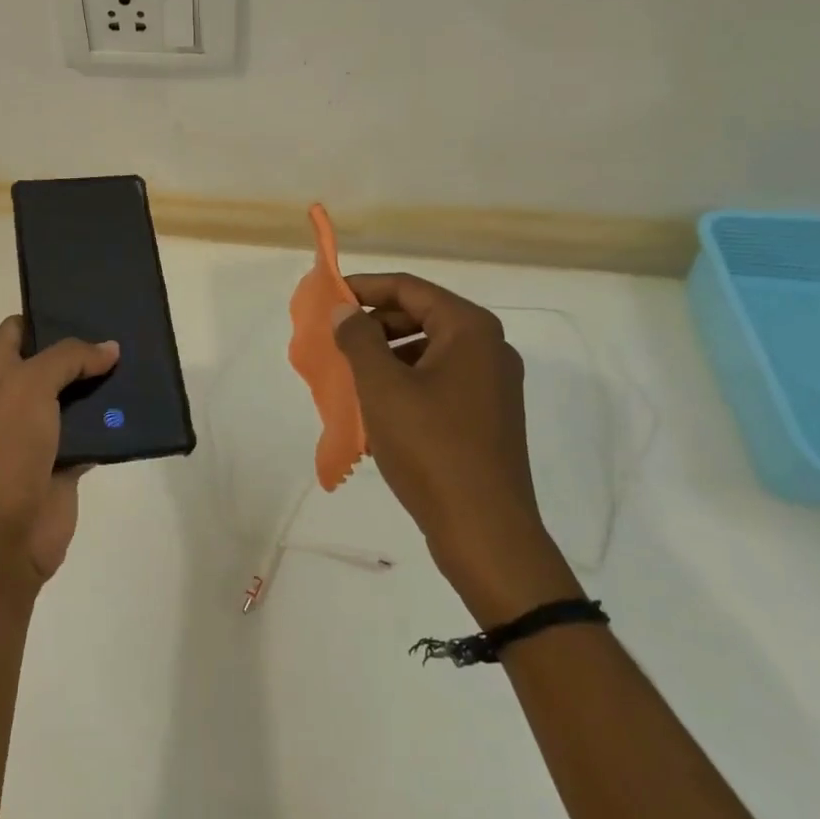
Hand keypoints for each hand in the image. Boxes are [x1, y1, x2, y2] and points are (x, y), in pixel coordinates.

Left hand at [0, 316, 119, 587]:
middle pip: (53, 362)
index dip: (46, 313)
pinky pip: (94, 433)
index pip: (18, 329)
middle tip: (126, 328)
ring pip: (77, 397)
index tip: (86, 303)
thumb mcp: (31, 385)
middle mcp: (17, 397)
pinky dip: (113, 422)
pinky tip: (140, 406)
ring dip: (105, 384)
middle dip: (86, 347)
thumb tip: (109, 348)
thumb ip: (69, 358)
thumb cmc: (8, 446)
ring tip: (141, 360)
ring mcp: (41, 431)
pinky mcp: (66, 461)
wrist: (5, 532)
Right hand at [333, 273, 579, 623]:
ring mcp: (492, 384)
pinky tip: (376, 408)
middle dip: (374, 324)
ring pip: (428, 351)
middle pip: (421, 316)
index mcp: (470, 330)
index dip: (364, 287)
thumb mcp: (382, 387)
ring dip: (386, 356)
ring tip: (349, 377)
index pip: (409, 288)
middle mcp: (488, 348)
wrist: (484, 531)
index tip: (327, 298)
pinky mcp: (487, 416)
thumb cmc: (430, 447)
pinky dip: (405, 382)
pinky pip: (438, 381)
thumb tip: (344, 310)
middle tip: (334, 340)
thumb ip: (358, 339)